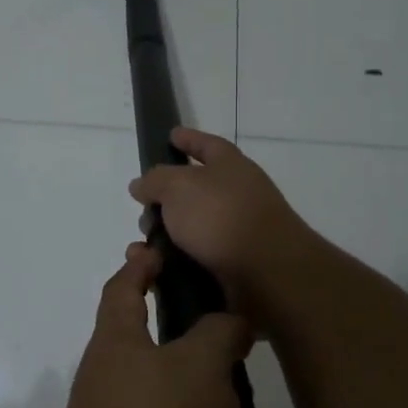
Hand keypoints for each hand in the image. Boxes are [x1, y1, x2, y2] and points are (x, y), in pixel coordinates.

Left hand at [48, 243, 252, 407]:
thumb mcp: (199, 367)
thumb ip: (219, 334)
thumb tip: (230, 320)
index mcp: (117, 345)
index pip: (122, 289)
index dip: (140, 265)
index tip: (157, 247)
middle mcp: (112, 384)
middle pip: (153, 348)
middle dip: (195, 342)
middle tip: (236, 335)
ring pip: (179, 405)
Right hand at [129, 128, 315, 315]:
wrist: (267, 272)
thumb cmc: (221, 216)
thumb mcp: (177, 187)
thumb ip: (154, 181)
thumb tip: (141, 185)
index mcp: (230, 165)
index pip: (206, 143)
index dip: (187, 138)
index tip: (170, 135)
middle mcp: (238, 193)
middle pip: (194, 190)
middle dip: (165, 199)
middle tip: (144, 210)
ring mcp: (238, 230)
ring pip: (192, 227)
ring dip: (166, 235)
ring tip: (144, 247)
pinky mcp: (235, 263)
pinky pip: (197, 257)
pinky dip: (176, 261)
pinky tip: (158, 268)